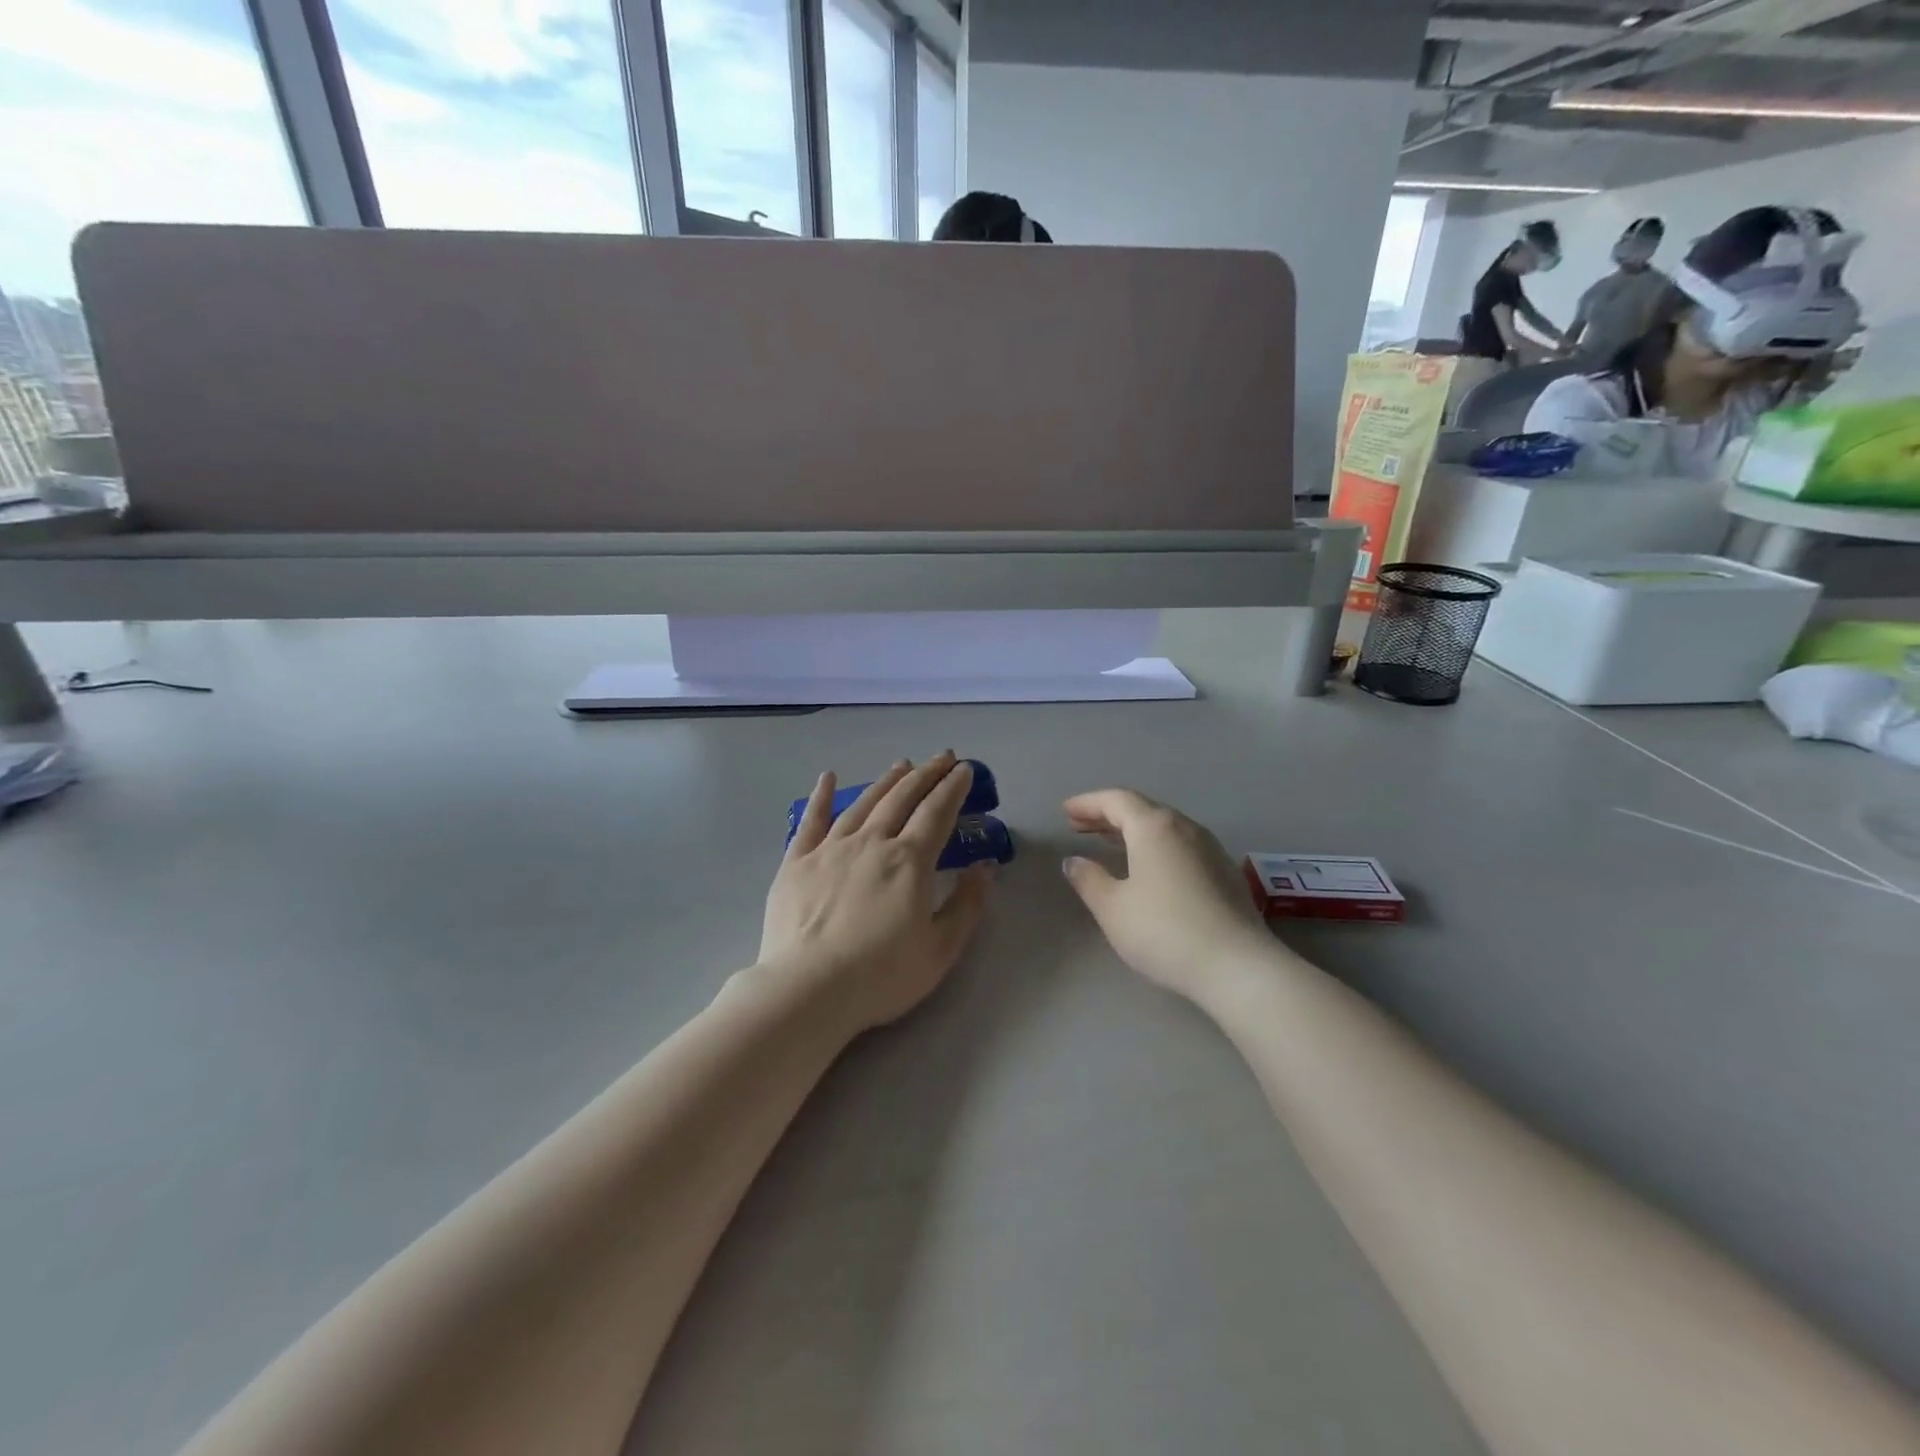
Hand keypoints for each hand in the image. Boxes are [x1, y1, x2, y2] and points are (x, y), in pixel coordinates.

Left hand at [758, 752, 993, 1033]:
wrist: (807, 991)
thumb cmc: (880, 976)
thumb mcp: (940, 950)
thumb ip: (967, 905)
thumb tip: (985, 867)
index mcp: (909, 861)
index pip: (936, 812)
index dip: (953, 788)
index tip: (964, 769)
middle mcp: (871, 842)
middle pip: (902, 798)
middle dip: (926, 774)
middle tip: (942, 757)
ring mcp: (830, 848)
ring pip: (864, 802)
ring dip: (886, 781)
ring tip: (902, 764)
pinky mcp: (796, 861)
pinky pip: (811, 820)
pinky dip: (821, 795)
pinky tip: (828, 777)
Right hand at [1061, 789, 1274, 1003]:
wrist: (1238, 966)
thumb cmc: (1164, 931)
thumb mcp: (1113, 908)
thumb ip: (1089, 879)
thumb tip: (1074, 861)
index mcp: (1154, 827)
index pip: (1116, 800)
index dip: (1087, 803)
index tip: (1066, 811)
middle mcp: (1185, 827)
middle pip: (1142, 809)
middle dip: (1108, 815)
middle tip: (1080, 826)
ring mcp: (1211, 848)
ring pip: (1164, 827)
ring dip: (1133, 831)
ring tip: (1110, 843)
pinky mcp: (1226, 872)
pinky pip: (1181, 845)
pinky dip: (1156, 846)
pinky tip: (1149, 868)